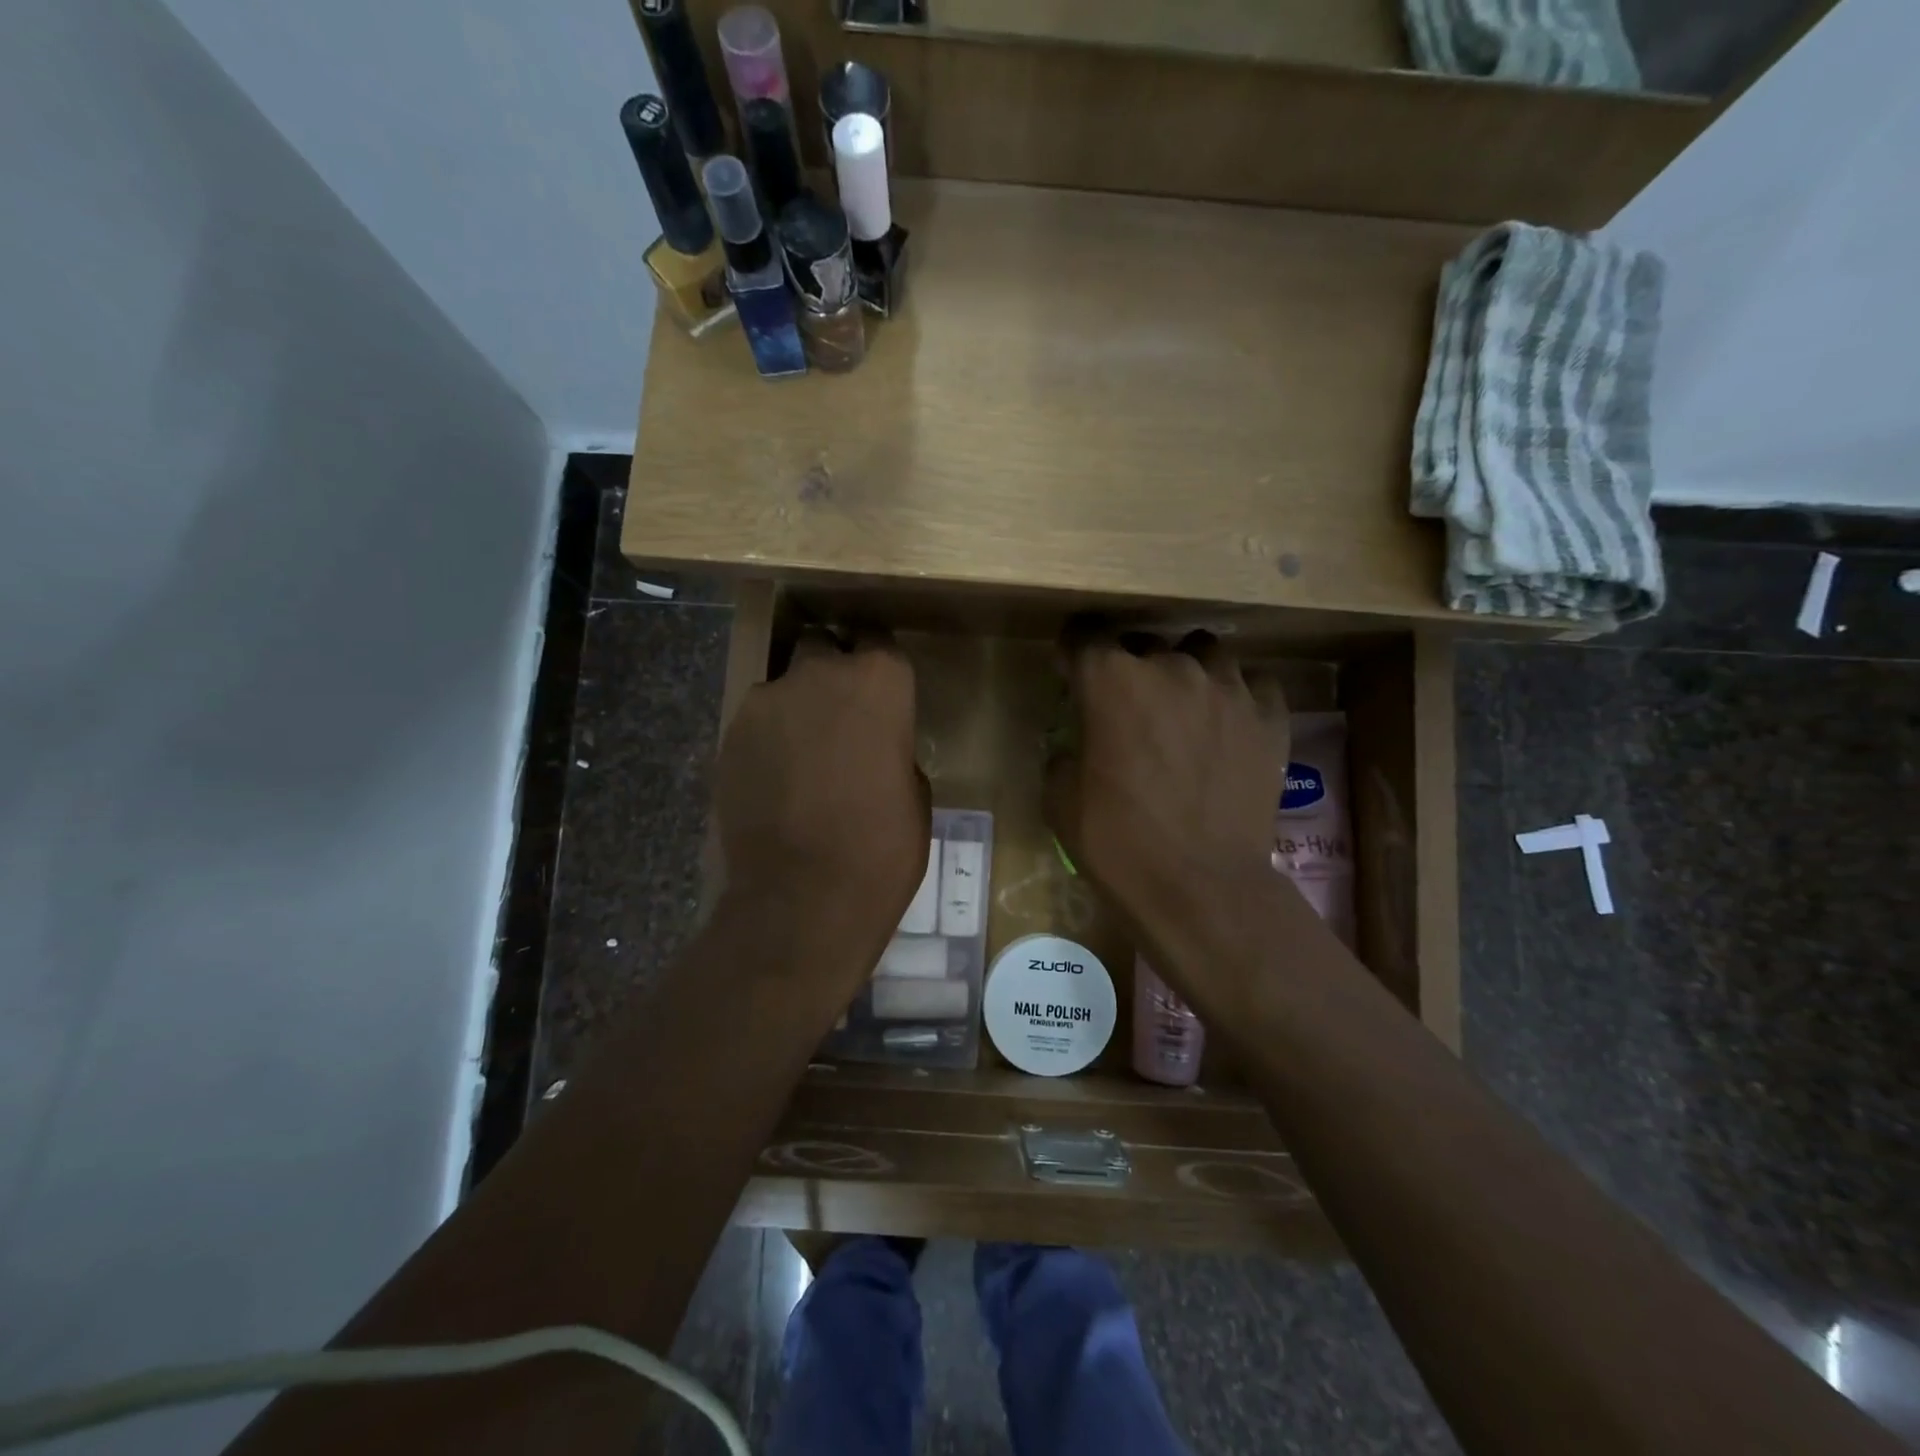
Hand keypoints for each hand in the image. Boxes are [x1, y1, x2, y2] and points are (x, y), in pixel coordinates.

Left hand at [713, 630, 929, 942]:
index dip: (880, 668)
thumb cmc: (882, 848)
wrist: (802, 898)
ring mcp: (766, 701)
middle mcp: (819, 674)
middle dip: (831, 673)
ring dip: (796, 710)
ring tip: (801, 760)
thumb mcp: (915, 794)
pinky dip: (767, 742)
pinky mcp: (729, 736)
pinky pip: (755, 724)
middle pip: (822, 648)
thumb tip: (873, 747)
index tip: (882, 693)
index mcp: (879, 681)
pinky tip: (774, 783)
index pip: (879, 642)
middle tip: (841, 720)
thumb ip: (893, 748)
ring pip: (783, 686)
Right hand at [1044, 632, 1289, 1012]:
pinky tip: (1228, 725)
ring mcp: (1228, 689)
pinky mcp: (1270, 718)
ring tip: (1184, 706)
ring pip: (1204, 652)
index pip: (1084, 636)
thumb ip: (1064, 752)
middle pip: (1145, 643)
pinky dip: (1237, 697)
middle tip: (1127, 707)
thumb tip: (1078, 743)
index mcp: (1111, 680)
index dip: (1073, 654)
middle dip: (1130, 667)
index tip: (1070, 675)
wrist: (1200, 888)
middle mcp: (1171, 667)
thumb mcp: (1060, 799)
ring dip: (1187, 671)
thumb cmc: (1117, 843)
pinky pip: (1254, 685)